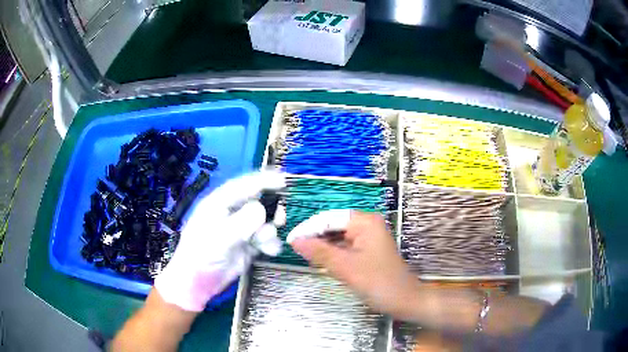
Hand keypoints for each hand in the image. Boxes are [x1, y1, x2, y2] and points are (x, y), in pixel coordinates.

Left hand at [155, 171, 285, 311]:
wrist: (198, 283)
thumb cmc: (201, 255)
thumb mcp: (219, 237)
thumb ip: (241, 223)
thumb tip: (262, 209)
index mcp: (219, 204)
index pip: (242, 186)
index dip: (263, 181)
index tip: (283, 180)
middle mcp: (231, 214)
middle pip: (258, 203)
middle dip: (271, 210)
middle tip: (279, 219)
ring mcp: (241, 230)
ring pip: (264, 222)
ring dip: (269, 231)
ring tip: (263, 243)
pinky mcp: (248, 246)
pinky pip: (266, 239)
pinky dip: (270, 244)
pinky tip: (268, 252)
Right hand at [288, 210, 419, 317]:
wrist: (405, 300)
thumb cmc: (378, 283)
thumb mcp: (346, 268)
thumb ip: (319, 252)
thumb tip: (295, 241)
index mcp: (364, 222)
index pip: (328, 218)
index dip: (308, 228)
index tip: (290, 241)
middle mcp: (367, 224)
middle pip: (333, 225)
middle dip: (315, 237)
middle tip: (295, 250)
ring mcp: (369, 237)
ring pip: (338, 236)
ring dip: (323, 246)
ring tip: (305, 256)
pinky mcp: (368, 249)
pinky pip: (345, 246)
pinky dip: (333, 253)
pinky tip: (322, 261)